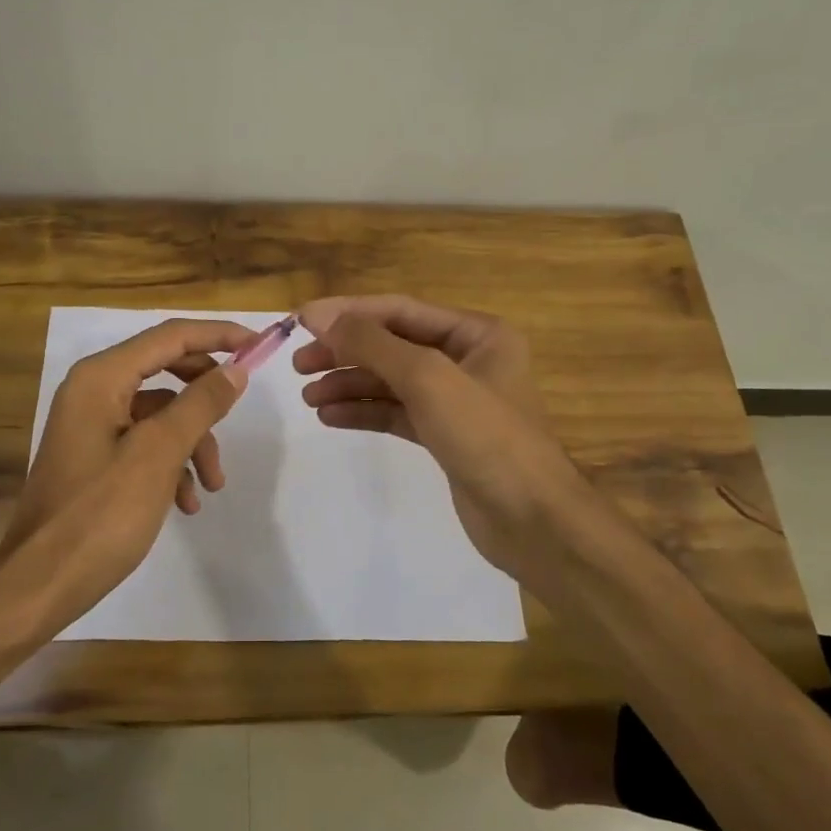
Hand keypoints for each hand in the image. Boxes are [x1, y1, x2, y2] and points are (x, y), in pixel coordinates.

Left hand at [0, 317, 254, 630]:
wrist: (41, 583)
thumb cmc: (100, 514)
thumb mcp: (158, 455)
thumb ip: (200, 405)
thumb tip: (236, 369)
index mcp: (101, 378)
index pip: (170, 336)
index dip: (218, 335)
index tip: (260, 343)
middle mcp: (93, 390)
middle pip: (166, 370)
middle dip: (206, 398)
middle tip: (239, 412)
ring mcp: (92, 424)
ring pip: (161, 413)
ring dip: (193, 442)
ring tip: (213, 486)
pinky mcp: (95, 456)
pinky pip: (145, 443)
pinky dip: (171, 465)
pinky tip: (186, 503)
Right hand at [293, 295, 589, 584]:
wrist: (532, 520)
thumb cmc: (486, 436)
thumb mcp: (428, 378)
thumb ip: (374, 344)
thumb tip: (323, 318)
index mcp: (476, 334)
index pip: (400, 310)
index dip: (349, 313)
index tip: (301, 321)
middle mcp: (467, 359)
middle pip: (392, 345)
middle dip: (345, 351)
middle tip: (299, 364)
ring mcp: (455, 400)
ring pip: (390, 381)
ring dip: (349, 384)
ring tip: (308, 396)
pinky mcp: (444, 435)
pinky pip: (395, 412)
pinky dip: (364, 412)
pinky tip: (330, 417)